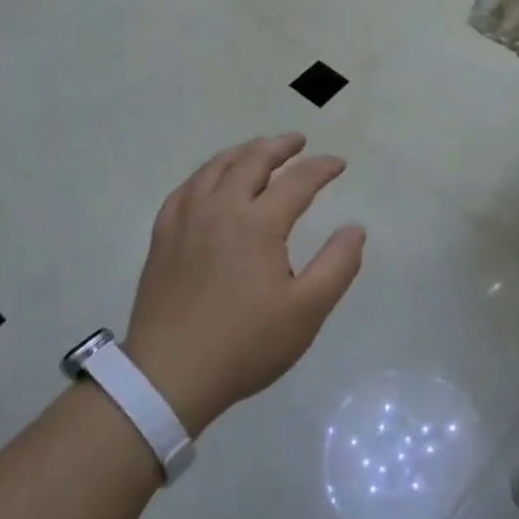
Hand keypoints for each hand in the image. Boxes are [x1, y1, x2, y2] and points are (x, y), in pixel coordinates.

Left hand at [122, 134, 365, 433]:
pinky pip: (186, 188)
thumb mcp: (306, 312)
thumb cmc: (245, 344)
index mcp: (258, 224)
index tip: (339, 164)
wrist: (168, 376)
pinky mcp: (163, 236)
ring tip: (260, 151)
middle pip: (252, 160)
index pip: (298, 181)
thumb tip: (355, 228)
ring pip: (216, 167)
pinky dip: (207, 173)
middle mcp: (221, 208)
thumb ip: (337, 265)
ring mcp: (186, 219)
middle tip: (298, 142)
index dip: (322, 168)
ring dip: (243, 152)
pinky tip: (211, 181)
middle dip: (280, 146)